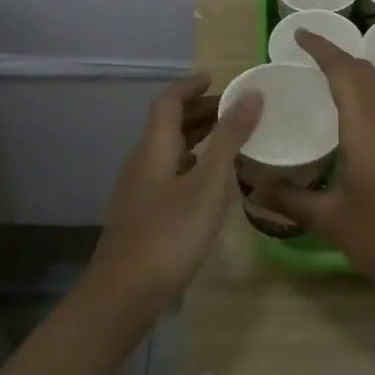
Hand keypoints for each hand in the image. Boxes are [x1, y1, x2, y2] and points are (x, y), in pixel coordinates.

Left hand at [89, 75, 262, 317]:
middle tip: (235, 110)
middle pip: (168, 125)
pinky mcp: (143, 214)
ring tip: (231, 141)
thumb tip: (251, 96)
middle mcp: (142, 162)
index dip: (191, 86)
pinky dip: (193, 165)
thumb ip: (230, 139)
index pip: (168, 102)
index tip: (217, 79)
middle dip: (200, 111)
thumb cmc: (169, 235)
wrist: (123, 296)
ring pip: (170, 151)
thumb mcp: (208, 184)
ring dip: (198, 138)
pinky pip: (170, 173)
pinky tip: (213, 184)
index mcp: (154, 148)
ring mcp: (139, 190)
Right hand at [251, 31, 374, 294]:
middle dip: (336, 56)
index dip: (321, 48)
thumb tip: (253, 189)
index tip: (298, 35)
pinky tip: (347, 120)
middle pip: (365, 72)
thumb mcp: (331, 221)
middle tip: (304, 57)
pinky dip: (363, 95)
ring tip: (321, 81)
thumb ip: (290, 201)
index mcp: (367, 127)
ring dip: (352, 75)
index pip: (344, 71)